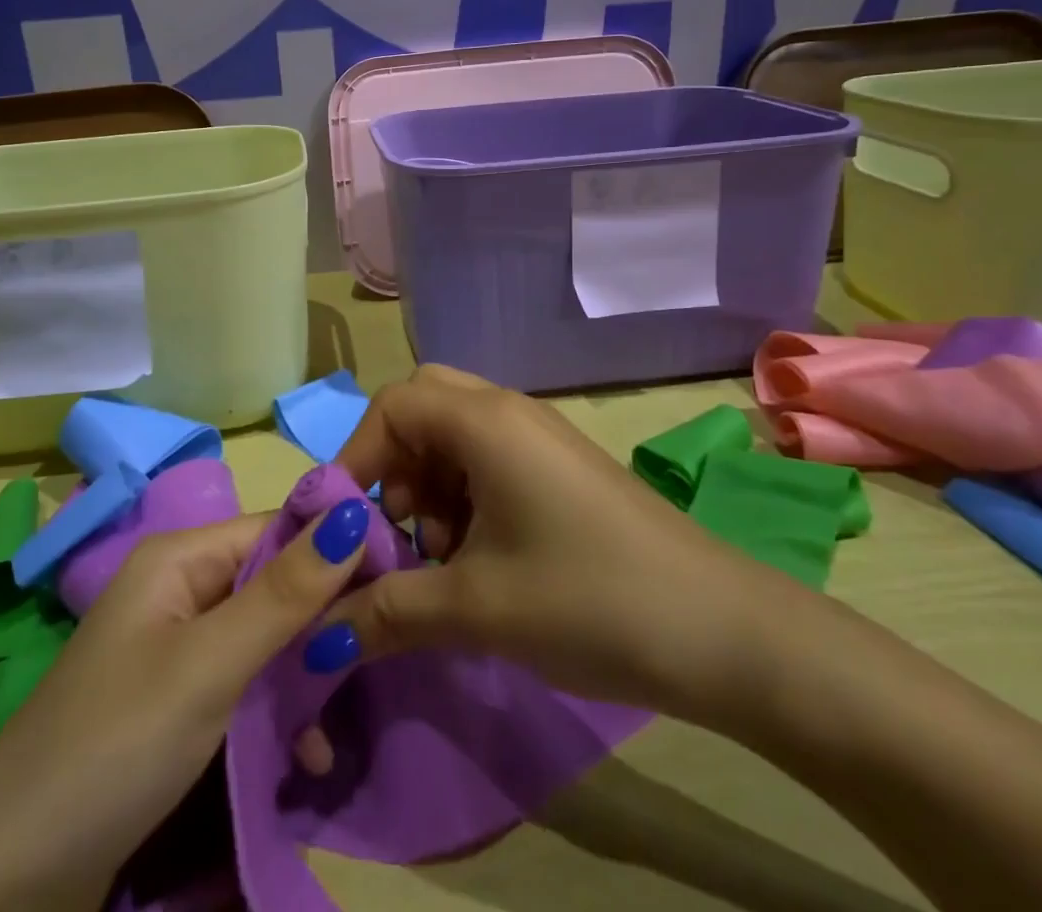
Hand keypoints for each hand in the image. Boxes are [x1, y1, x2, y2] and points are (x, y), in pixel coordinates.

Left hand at [0, 502, 373, 907]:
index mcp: (181, 559)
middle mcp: (181, 591)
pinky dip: (278, 715)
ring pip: (266, 641)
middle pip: (274, 584)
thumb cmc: (116, 745)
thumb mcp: (210, 665)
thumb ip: (286, 592)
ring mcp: (178, 651)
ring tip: (334, 730)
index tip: (398, 579)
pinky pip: (245, 688)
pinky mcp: (177, 707)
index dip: (336, 547)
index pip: (278, 529)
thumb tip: (354, 512)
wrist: (5, 878)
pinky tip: (305, 757)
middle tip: (377, 659)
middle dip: (322, 624)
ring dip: (304, 679)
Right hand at [326, 364, 806, 732]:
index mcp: (485, 421)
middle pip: (423, 407)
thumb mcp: (476, 608)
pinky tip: (480, 558)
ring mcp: (540, 438)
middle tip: (399, 526)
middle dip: (394, 463)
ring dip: (429, 485)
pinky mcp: (561, 469)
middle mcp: (509, 412)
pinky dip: (464, 496)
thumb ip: (388, 612)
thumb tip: (319, 635)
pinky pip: (489, 459)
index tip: (344, 522)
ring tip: (441, 556)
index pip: (392, 406)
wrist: (723, 632)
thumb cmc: (588, 599)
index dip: (356, 456)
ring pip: (455, 435)